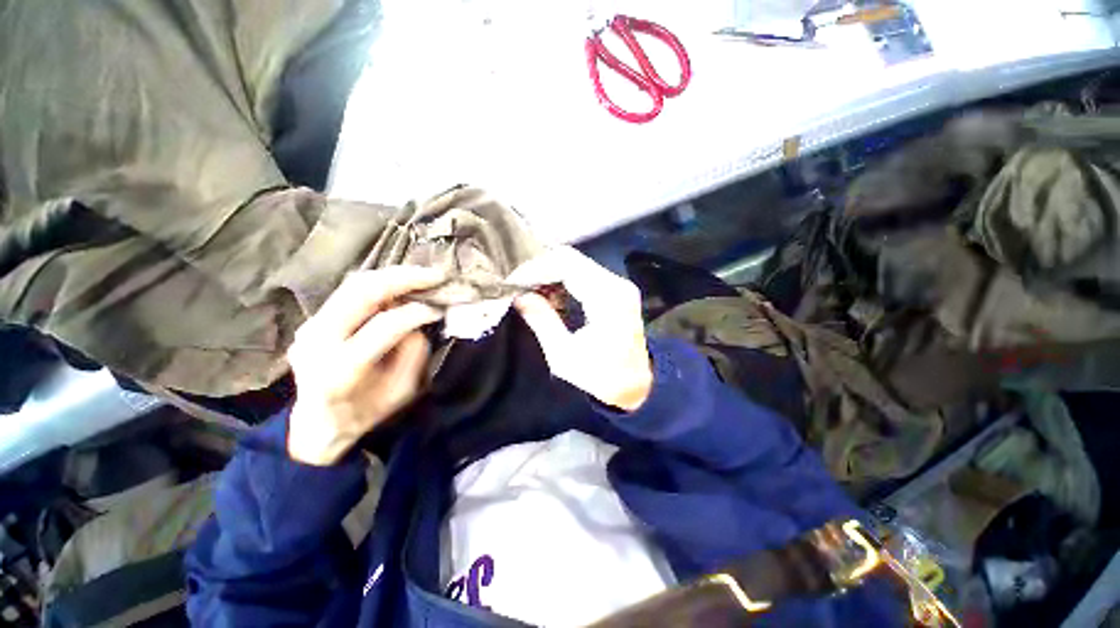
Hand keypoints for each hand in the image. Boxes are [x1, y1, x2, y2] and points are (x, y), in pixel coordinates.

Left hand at [285, 267, 444, 464]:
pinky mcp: (313, 320)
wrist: (318, 425)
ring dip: (393, 276)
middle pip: (362, 292)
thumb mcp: (401, 391)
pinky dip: (380, 284)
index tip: (439, 311)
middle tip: (436, 276)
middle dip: (405, 279)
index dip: (417, 313)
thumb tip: (418, 319)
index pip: (385, 325)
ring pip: (354, 285)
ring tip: (423, 275)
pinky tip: (401, 284)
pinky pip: (349, 291)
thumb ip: (413, 353)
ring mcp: (310, 326)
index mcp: (340, 368)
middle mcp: (318, 341)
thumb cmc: (366, 412)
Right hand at [509, 247, 652, 411]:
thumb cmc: (601, 377)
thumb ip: (542, 321)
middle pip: (572, 259)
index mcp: (607, 298)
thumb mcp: (564, 355)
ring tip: (530, 292)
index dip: (536, 268)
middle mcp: (616, 284)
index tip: (513, 281)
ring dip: (550, 274)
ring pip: (577, 264)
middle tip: (518, 286)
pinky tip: (550, 297)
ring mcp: (619, 285)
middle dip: (540, 269)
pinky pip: (584, 274)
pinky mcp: (616, 291)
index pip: (567, 264)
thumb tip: (520, 296)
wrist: (635, 387)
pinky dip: (563, 281)